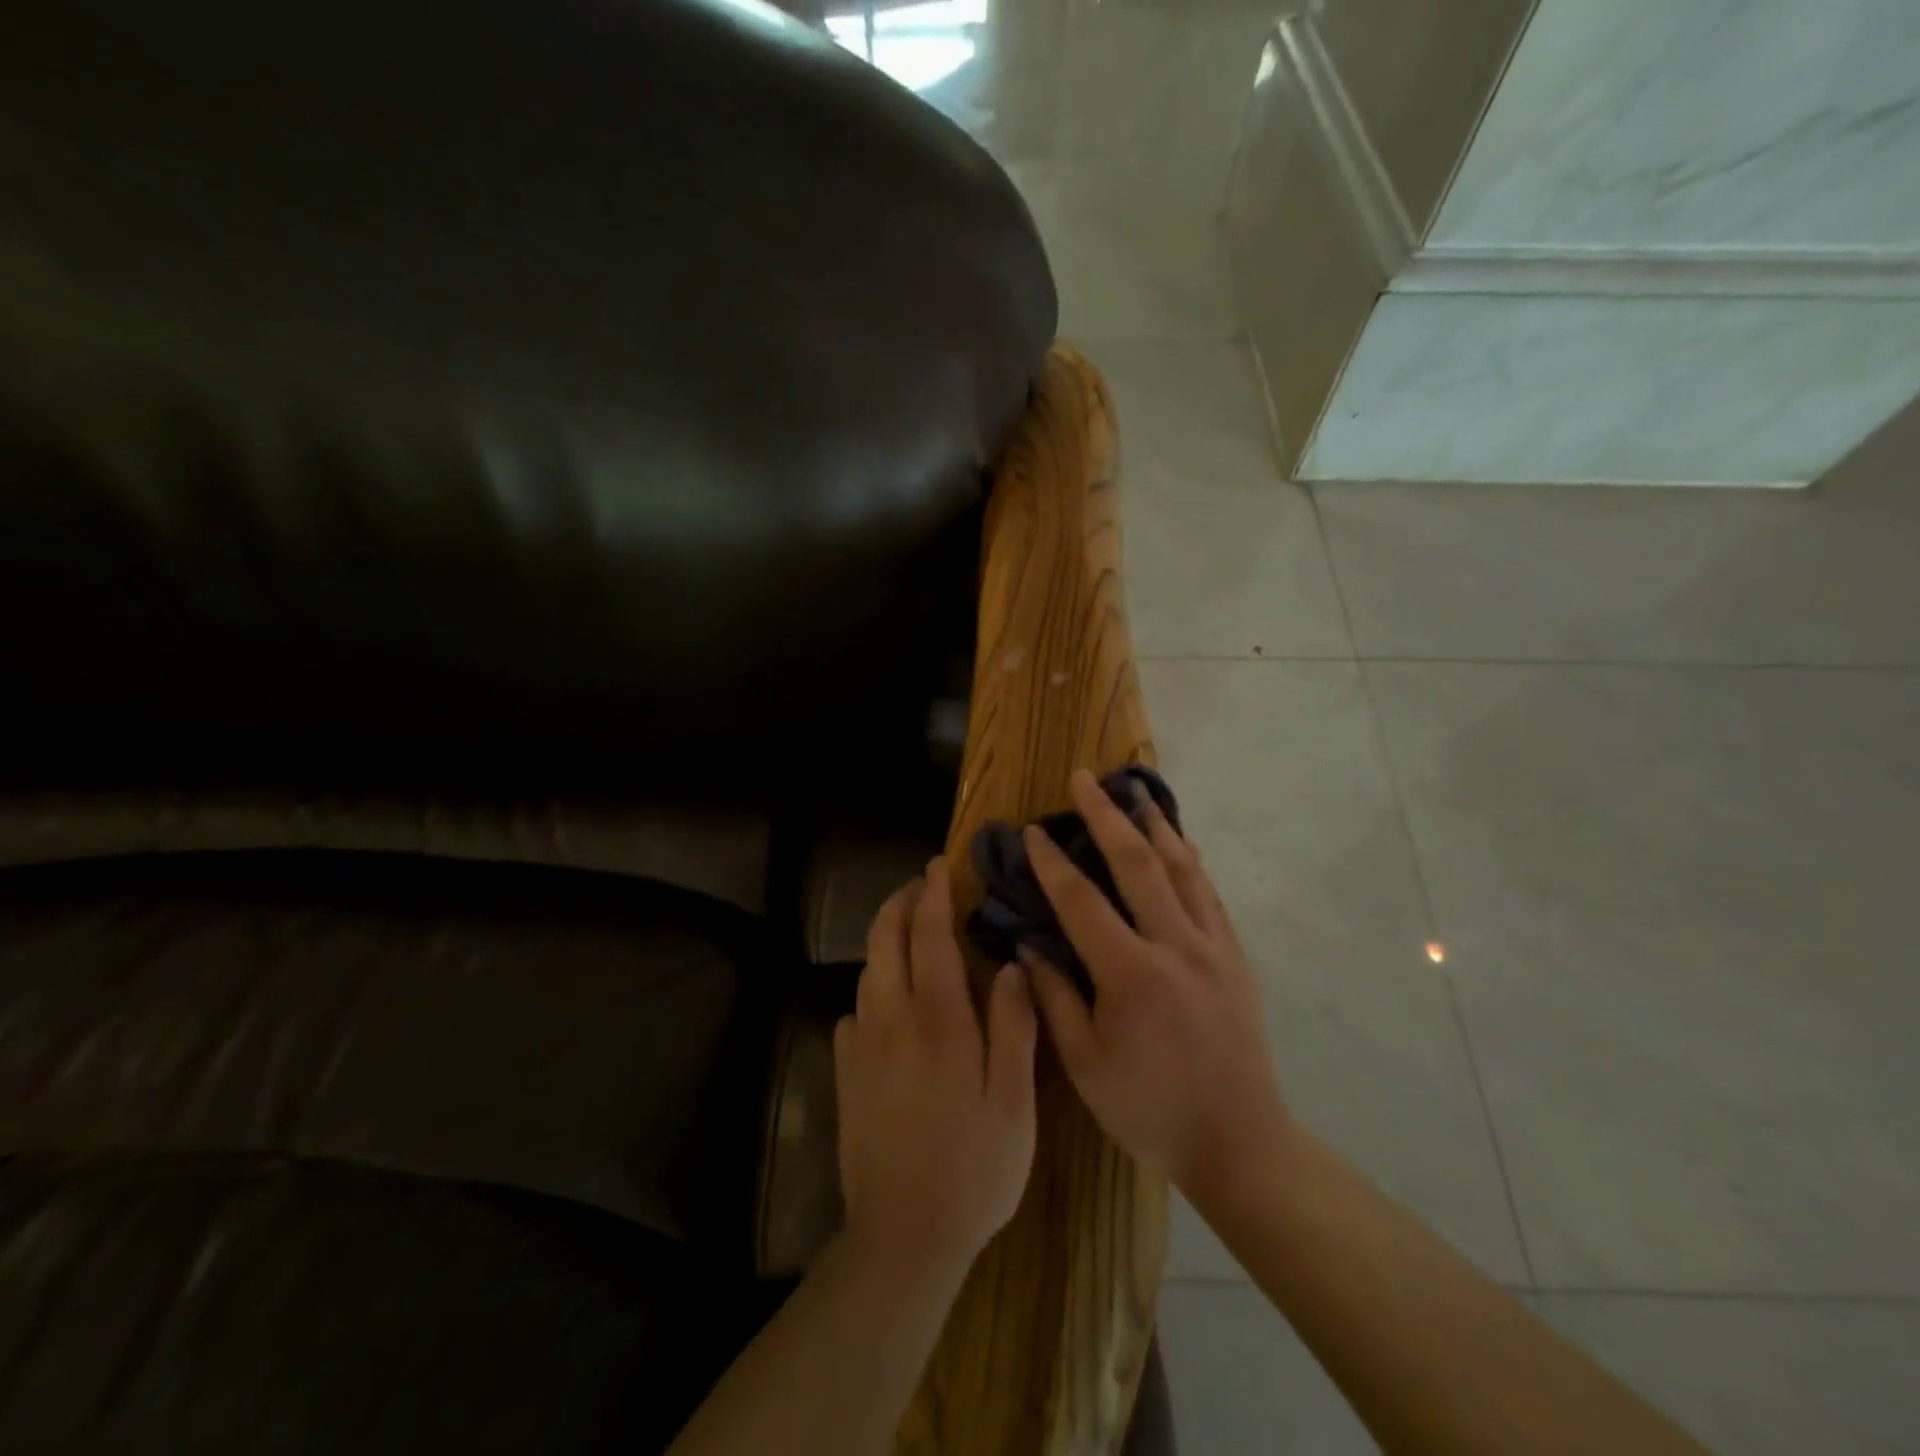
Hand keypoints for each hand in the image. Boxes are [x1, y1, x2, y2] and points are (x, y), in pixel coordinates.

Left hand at [835, 858, 1038, 1281]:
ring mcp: (861, 1046)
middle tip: (921, 886)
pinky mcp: (844, 1072)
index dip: (933, 894)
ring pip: (867, 970)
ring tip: (910, 932)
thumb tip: (1012, 965)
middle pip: (885, 938)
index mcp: (939, 1020)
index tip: (939, 866)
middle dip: (900, 901)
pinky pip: (854, 1010)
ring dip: (885, 939)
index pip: (930, 935)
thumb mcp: (1014, 1102)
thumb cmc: (974, 1168)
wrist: (903, 1236)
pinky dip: (873, 987)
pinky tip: (890, 1002)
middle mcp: (892, 1019)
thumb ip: (1014, 1026)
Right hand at [1023, 769, 1289, 1203]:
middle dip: (1105, 816)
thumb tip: (1028, 943)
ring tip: (1133, 791)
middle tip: (1082, 779)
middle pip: (1137, 864)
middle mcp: (1177, 947)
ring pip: (1182, 868)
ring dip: (1153, 824)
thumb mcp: (1085, 1064)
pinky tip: (1177, 842)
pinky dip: (1188, 859)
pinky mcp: (1236, 956)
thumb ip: (1054, 996)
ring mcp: (1214, 947)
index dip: (1051, 863)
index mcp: (1132, 976)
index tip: (1031, 831)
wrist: (1240, 1143)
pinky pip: (1208, 893)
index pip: (1081, 902)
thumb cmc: (1149, 1110)